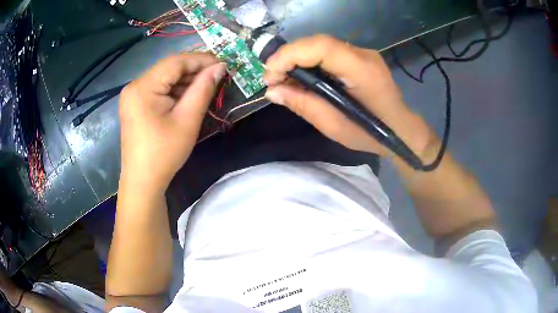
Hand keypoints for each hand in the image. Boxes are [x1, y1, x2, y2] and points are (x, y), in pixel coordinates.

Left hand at [118, 53, 225, 192]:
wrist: (143, 181)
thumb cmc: (164, 153)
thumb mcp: (188, 120)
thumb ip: (204, 88)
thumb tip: (220, 67)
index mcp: (143, 87)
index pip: (175, 62)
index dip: (201, 59)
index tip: (223, 63)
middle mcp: (134, 85)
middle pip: (168, 68)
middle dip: (194, 69)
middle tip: (217, 74)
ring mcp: (133, 95)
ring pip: (164, 78)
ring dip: (185, 80)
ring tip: (206, 85)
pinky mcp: (135, 104)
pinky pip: (158, 89)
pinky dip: (175, 90)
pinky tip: (189, 95)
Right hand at [264, 35, 434, 158]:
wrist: (401, 130)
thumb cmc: (372, 134)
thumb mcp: (334, 127)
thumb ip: (304, 105)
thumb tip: (272, 91)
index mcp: (361, 70)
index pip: (321, 47)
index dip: (289, 55)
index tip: (269, 76)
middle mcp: (363, 54)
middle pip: (318, 43)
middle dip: (288, 57)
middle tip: (272, 79)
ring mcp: (363, 53)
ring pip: (321, 46)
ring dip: (297, 59)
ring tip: (282, 79)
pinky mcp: (360, 57)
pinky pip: (328, 53)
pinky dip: (309, 62)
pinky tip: (302, 77)